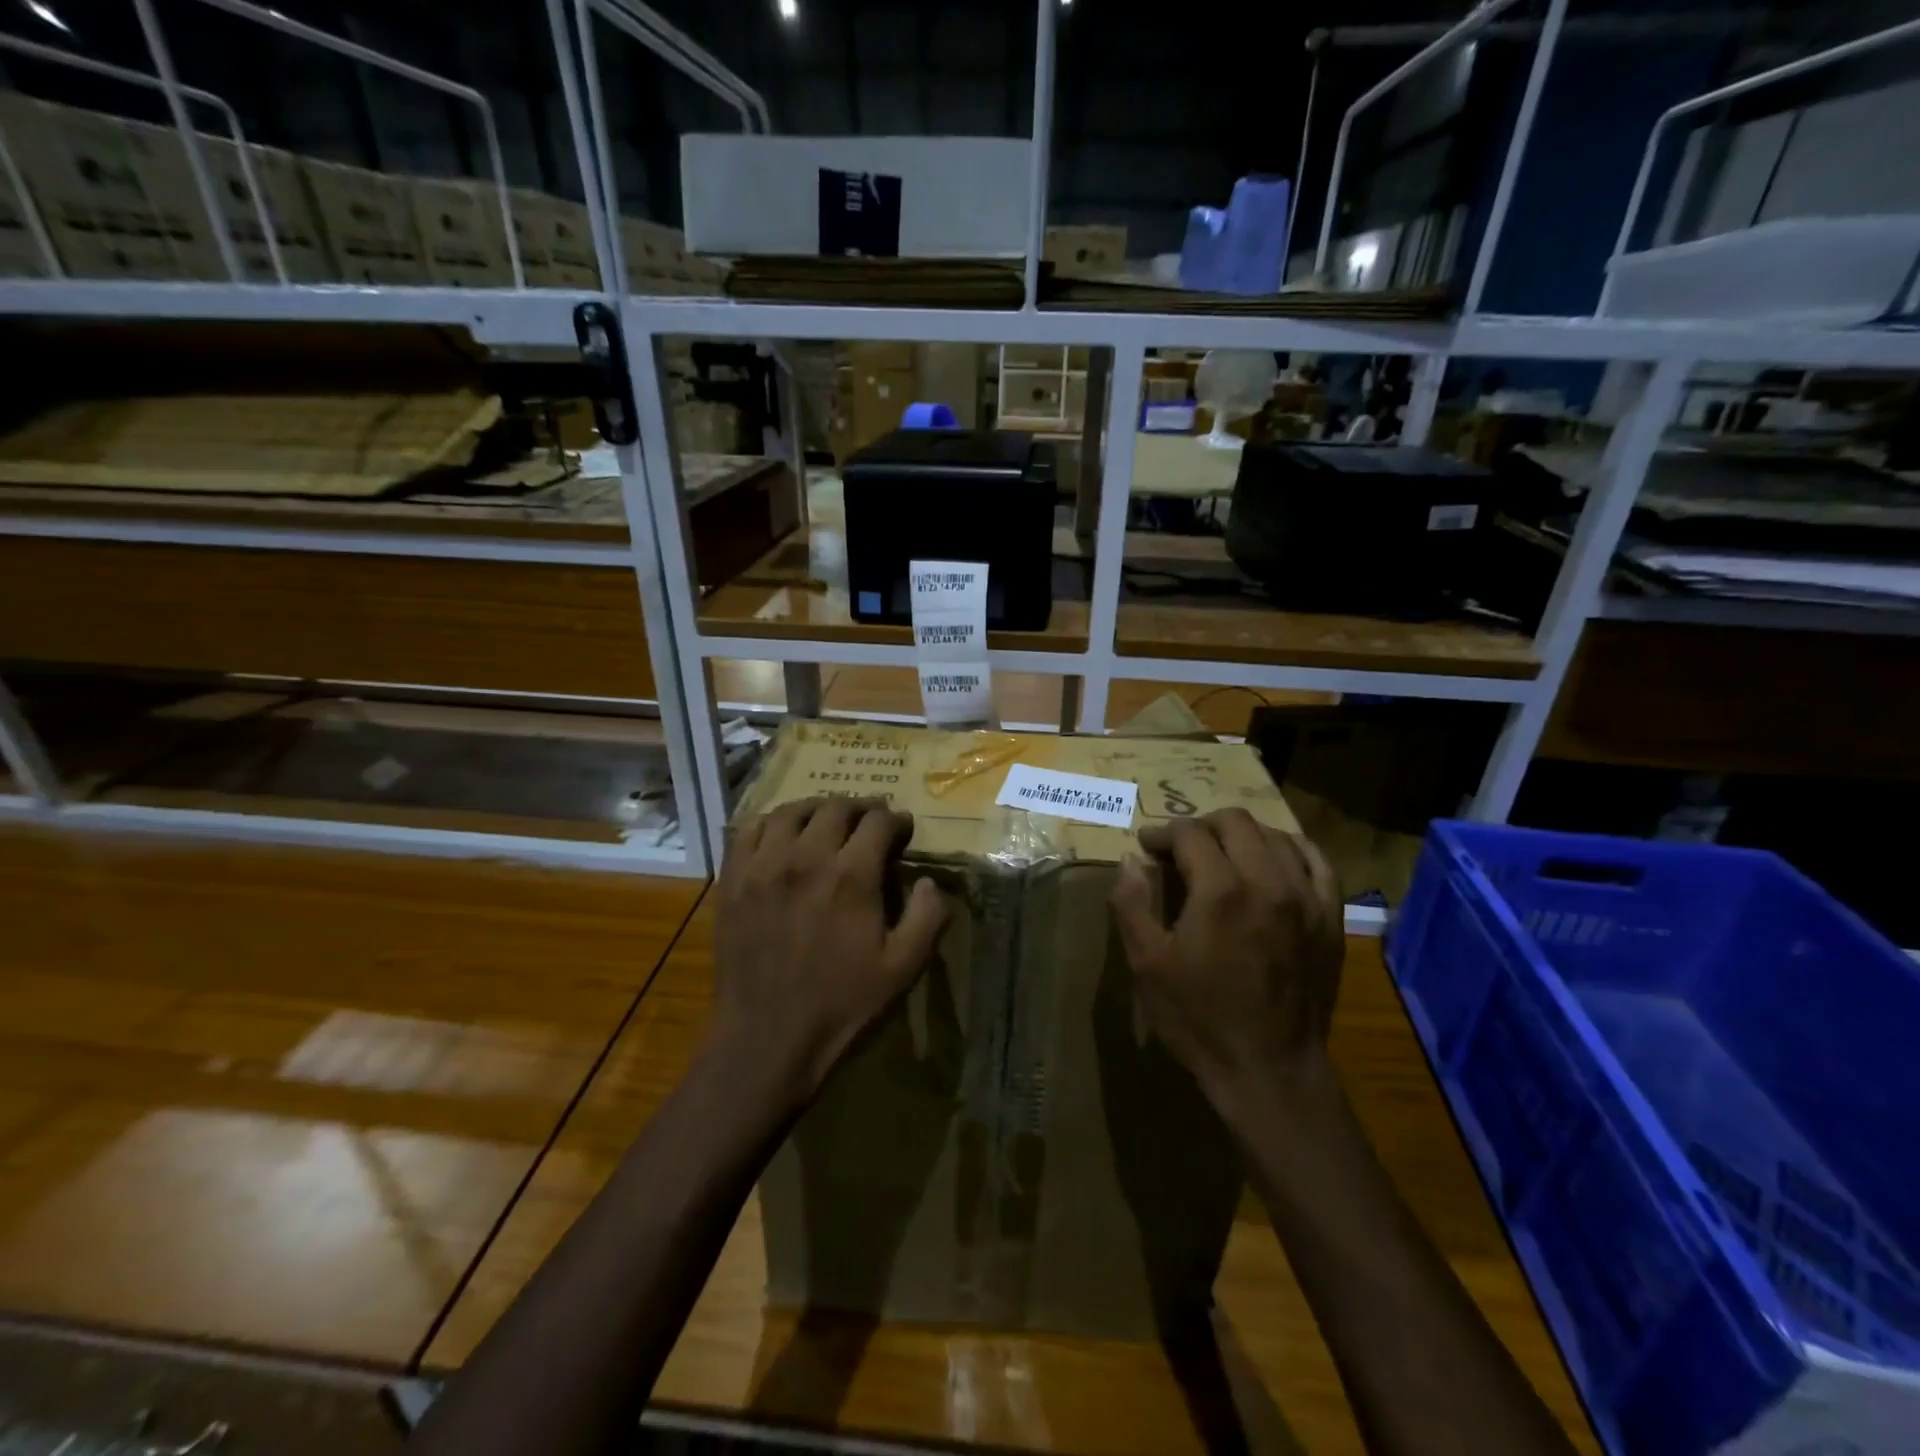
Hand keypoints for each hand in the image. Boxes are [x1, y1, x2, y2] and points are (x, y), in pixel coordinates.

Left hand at [711, 796, 949, 1103]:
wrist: (767, 1038)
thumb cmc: (841, 1005)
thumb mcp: (903, 968)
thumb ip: (927, 917)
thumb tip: (929, 880)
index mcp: (851, 875)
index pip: (878, 821)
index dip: (896, 820)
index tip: (903, 829)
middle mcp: (806, 857)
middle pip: (836, 807)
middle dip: (861, 808)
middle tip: (871, 822)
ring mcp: (763, 865)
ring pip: (792, 811)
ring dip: (817, 809)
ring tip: (828, 821)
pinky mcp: (733, 879)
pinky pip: (749, 830)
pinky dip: (771, 822)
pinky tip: (782, 835)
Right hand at [1110, 809, 1343, 1105]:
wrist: (1269, 1071)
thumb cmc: (1199, 1018)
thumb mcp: (1147, 964)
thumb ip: (1131, 904)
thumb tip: (1129, 859)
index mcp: (1221, 890)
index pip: (1190, 833)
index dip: (1162, 833)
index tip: (1147, 847)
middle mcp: (1269, 881)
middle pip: (1235, 822)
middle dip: (1201, 826)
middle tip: (1180, 848)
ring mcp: (1307, 898)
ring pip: (1276, 835)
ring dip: (1242, 835)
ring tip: (1223, 854)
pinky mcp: (1330, 918)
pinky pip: (1317, 862)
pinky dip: (1291, 850)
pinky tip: (1274, 860)